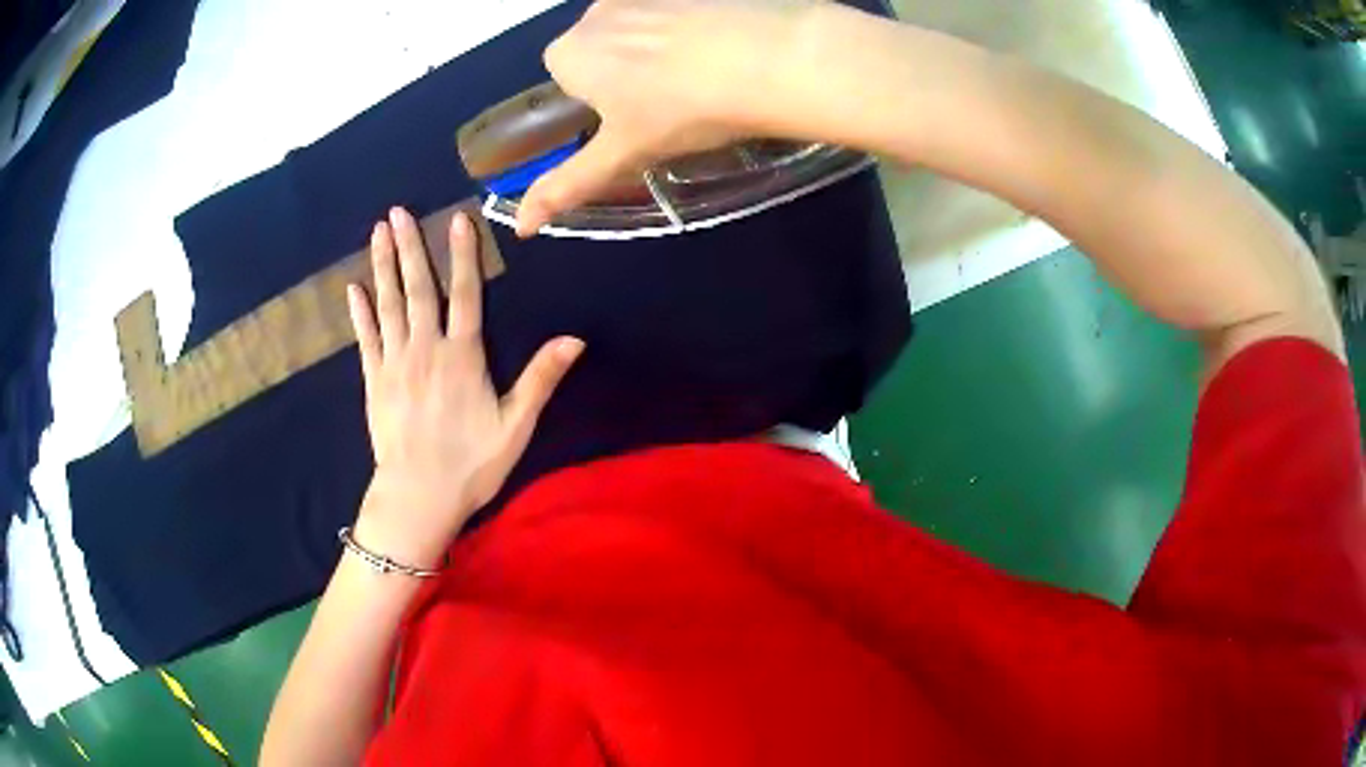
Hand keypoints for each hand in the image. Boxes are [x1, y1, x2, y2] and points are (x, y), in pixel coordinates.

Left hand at [346, 207, 583, 566]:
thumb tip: (574, 340)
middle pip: (419, 288)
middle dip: (409, 247)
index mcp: (463, 356)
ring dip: (383, 266)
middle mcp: (426, 349)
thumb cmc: (471, 464)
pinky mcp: (374, 381)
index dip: (463, 255)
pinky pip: (365, 338)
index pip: (466, 294)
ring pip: (389, 304)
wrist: (418, 497)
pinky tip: (353, 287)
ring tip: (377, 233)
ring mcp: (395, 363)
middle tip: (397, 212)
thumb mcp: (515, 426)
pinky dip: (359, 312)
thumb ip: (540, 379)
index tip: (457, 219)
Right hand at [516, 0, 817, 235]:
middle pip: (600, 46)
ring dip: (657, 45)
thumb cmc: (682, 110)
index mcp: (570, 53)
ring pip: (639, 24)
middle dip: (624, 69)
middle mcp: (595, 11)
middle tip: (670, 99)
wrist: (768, 60)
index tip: (633, 116)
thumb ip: (567, 185)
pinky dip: (689, 25)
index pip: (566, 77)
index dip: (597, 99)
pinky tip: (722, 46)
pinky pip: (676, 9)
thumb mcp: (623, 154)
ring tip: (702, 74)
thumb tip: (521, 225)